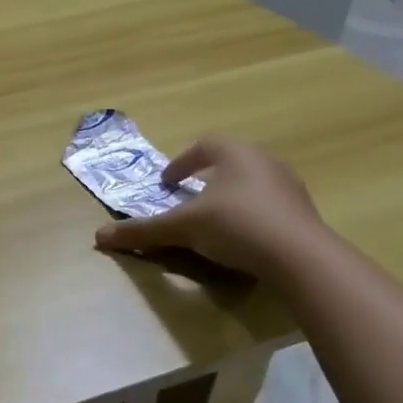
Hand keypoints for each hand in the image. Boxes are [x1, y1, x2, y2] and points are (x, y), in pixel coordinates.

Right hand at [93, 135, 325, 276]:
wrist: (301, 257)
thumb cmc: (236, 225)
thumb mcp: (182, 228)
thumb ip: (143, 231)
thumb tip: (98, 237)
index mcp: (235, 153)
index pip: (204, 145)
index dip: (181, 162)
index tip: (167, 183)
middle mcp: (265, 161)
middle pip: (231, 161)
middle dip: (208, 177)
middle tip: (189, 196)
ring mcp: (289, 187)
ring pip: (252, 183)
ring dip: (230, 196)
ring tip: (214, 219)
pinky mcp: (304, 213)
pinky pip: (270, 206)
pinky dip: (251, 215)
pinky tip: (241, 238)